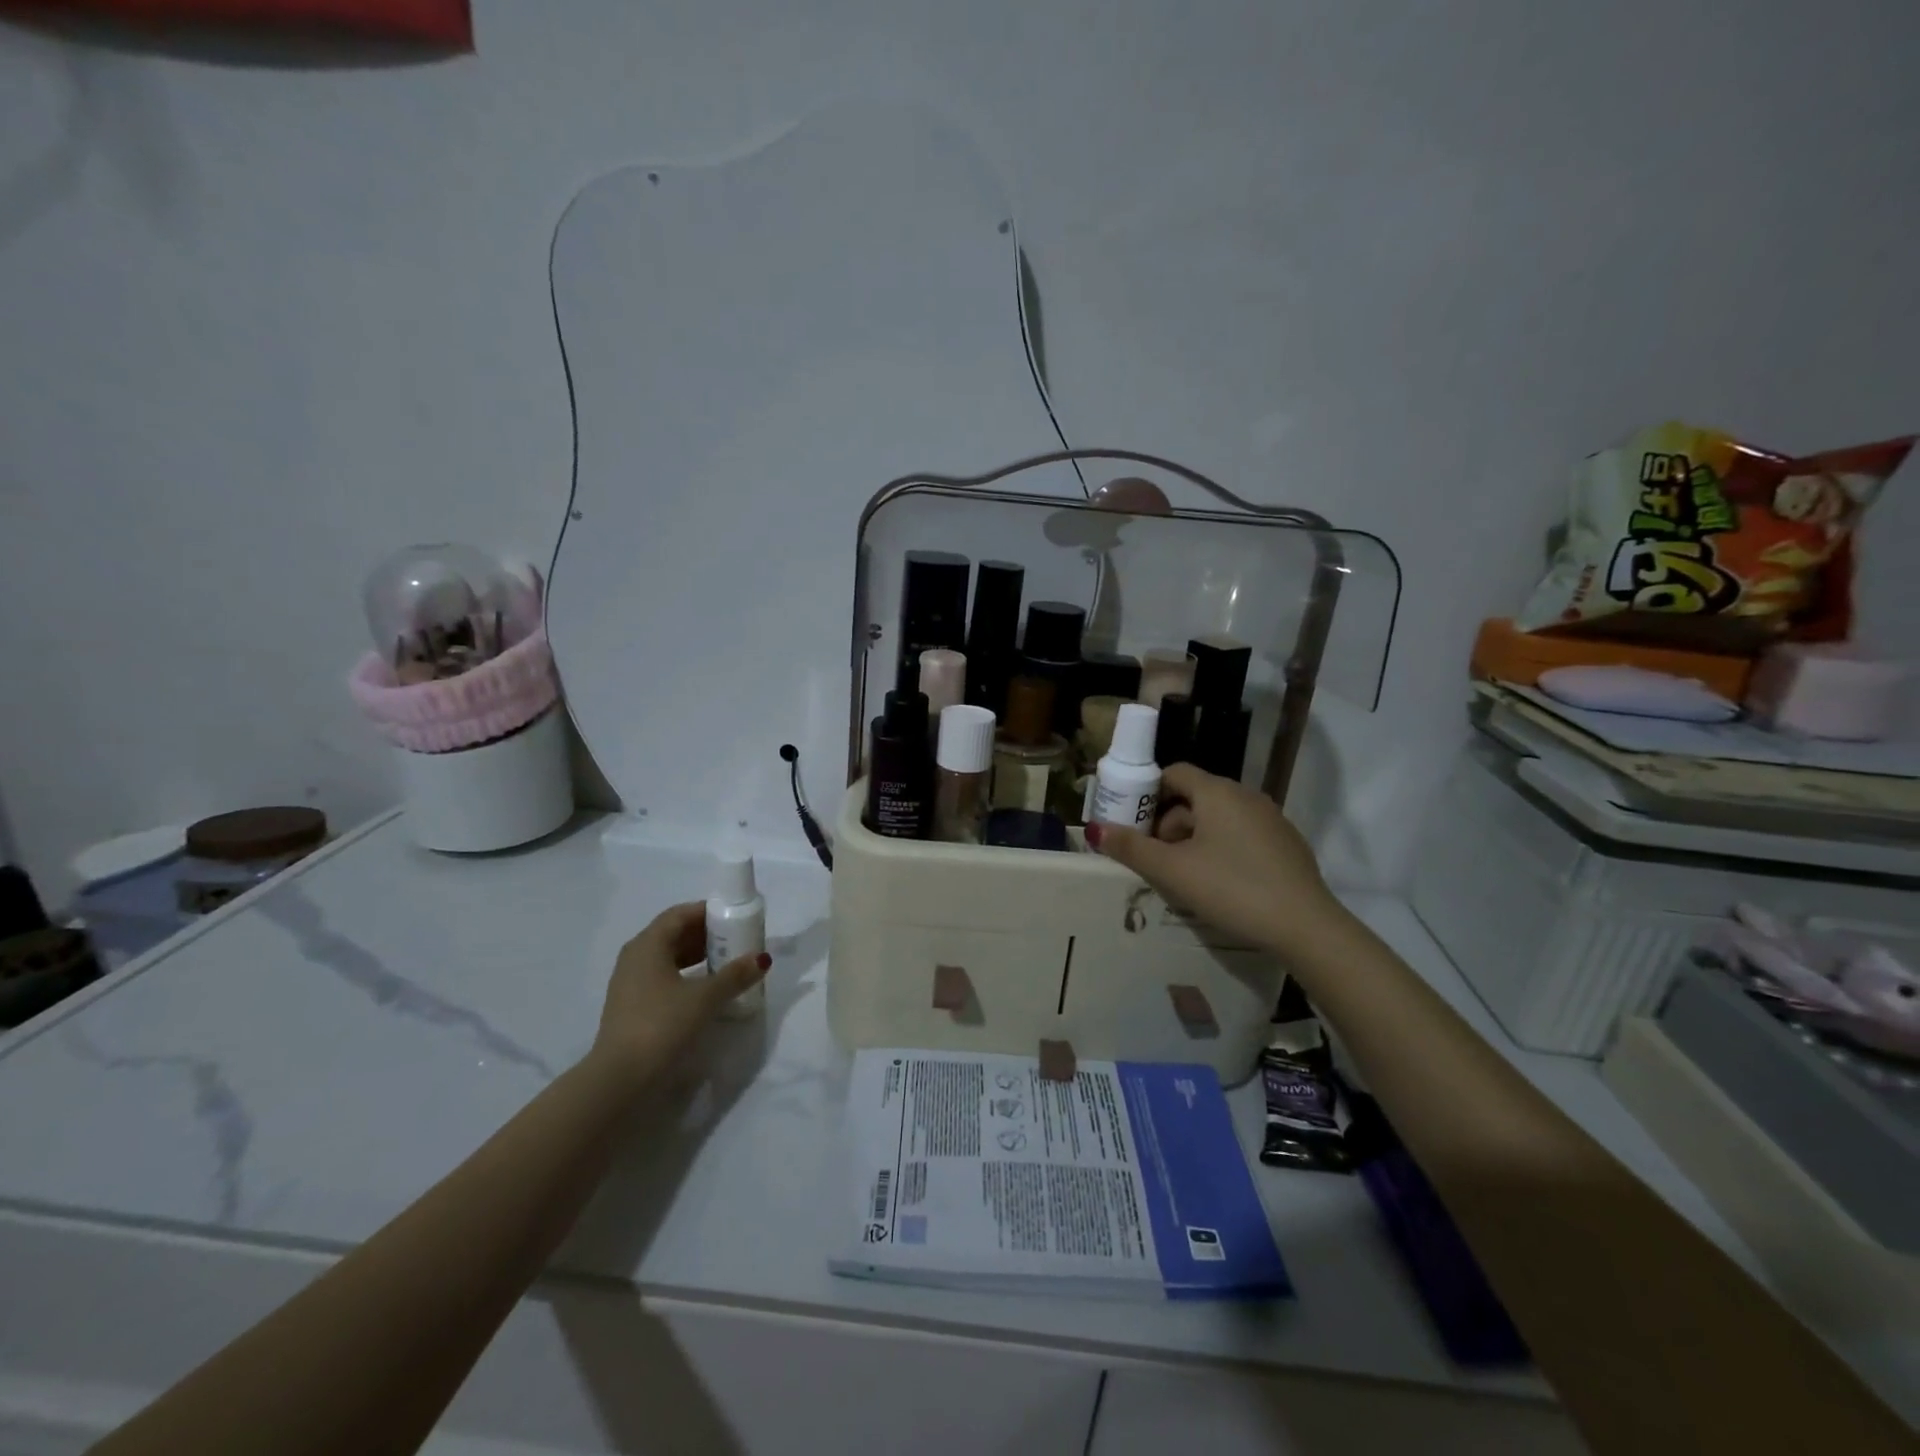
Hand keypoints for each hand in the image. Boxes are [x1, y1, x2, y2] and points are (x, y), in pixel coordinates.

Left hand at [589, 903, 770, 1089]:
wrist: (620, 1079)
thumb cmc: (662, 1025)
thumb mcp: (705, 998)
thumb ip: (735, 975)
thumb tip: (762, 958)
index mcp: (648, 945)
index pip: (679, 914)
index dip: (707, 912)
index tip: (734, 918)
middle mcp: (635, 957)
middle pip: (673, 934)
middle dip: (705, 935)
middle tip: (735, 941)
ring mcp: (629, 983)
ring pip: (668, 958)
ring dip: (696, 956)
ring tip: (726, 965)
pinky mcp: (631, 1006)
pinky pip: (662, 978)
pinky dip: (685, 976)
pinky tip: (705, 990)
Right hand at [1085, 763, 1342, 956]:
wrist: (1305, 927)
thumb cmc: (1231, 888)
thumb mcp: (1173, 871)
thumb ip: (1132, 848)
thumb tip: (1096, 830)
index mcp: (1217, 792)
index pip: (1174, 773)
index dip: (1147, 793)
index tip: (1131, 823)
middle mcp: (1246, 796)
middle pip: (1194, 798)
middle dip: (1168, 824)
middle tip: (1154, 859)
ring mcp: (1271, 820)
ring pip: (1218, 819)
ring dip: (1193, 839)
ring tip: (1183, 877)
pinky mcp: (1286, 845)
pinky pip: (1241, 836)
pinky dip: (1221, 850)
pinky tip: (1219, 884)